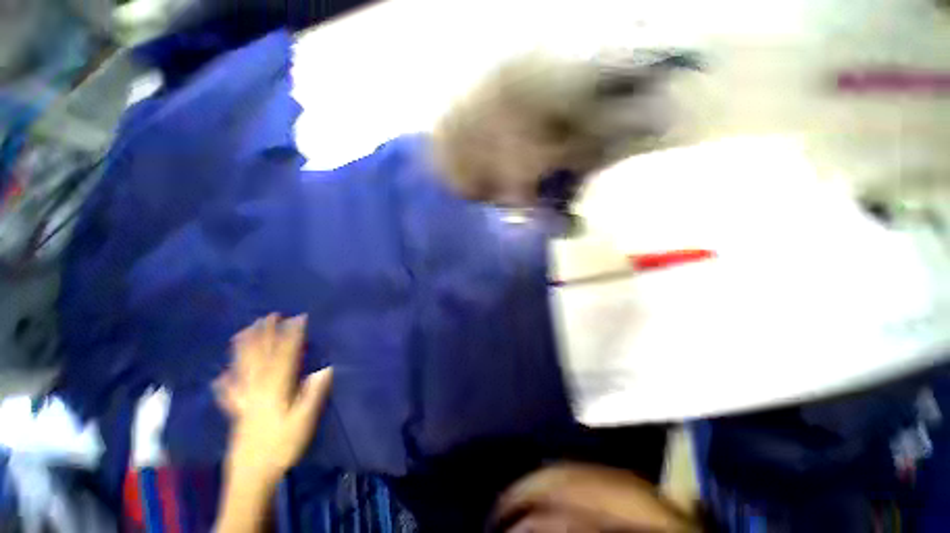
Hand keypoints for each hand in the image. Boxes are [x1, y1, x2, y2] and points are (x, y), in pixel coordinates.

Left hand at [214, 314, 331, 483]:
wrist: (252, 475)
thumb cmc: (282, 445)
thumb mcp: (304, 420)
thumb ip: (313, 393)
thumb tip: (326, 368)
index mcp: (275, 387)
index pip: (285, 354)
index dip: (292, 335)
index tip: (299, 317)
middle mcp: (257, 387)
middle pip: (260, 355)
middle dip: (266, 333)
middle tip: (269, 315)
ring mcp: (243, 398)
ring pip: (242, 366)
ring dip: (244, 347)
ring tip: (244, 331)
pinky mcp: (236, 411)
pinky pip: (228, 391)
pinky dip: (224, 380)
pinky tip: (220, 375)